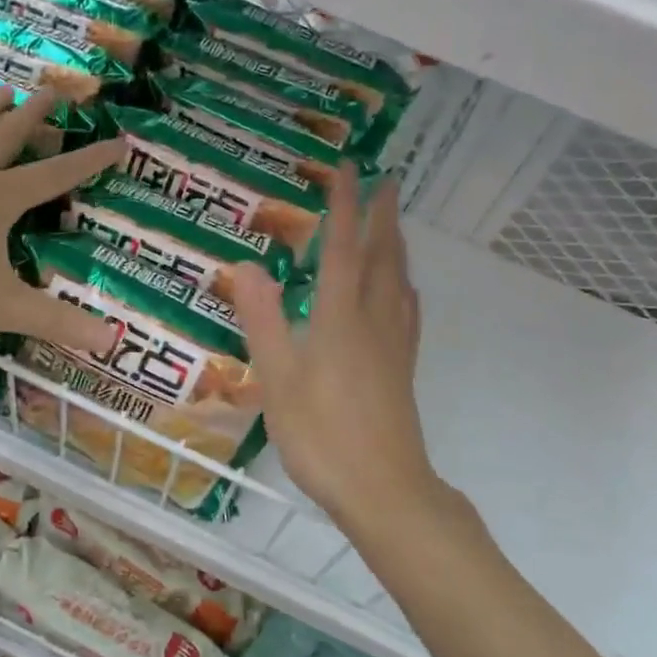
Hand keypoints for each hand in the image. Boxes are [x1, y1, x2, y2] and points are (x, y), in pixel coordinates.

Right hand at [230, 167, 439, 531]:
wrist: (383, 489)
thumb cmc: (322, 435)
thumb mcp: (278, 379)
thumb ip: (264, 320)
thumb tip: (249, 265)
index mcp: (340, 318)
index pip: (342, 249)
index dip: (344, 206)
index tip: (348, 168)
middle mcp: (373, 321)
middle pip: (382, 257)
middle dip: (383, 216)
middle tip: (387, 180)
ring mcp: (393, 346)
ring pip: (399, 281)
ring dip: (397, 245)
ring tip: (395, 224)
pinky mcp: (402, 369)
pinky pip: (407, 312)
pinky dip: (404, 286)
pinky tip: (404, 291)